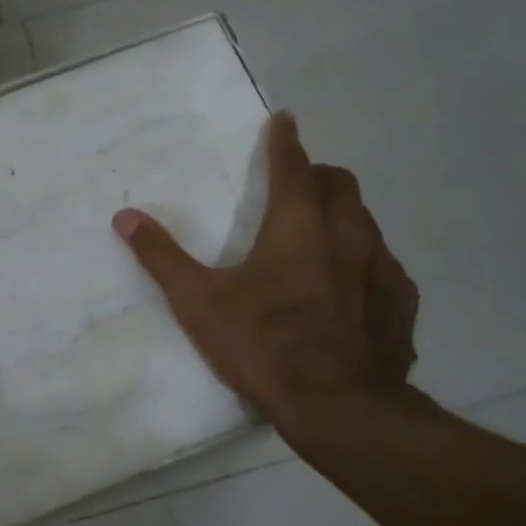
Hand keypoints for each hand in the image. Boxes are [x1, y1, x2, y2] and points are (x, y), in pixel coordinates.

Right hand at [111, 111, 419, 435]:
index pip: (293, 165)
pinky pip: (385, 267)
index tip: (285, 120)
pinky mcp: (401, 302)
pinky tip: (351, 293)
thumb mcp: (200, 303)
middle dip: (318, 176)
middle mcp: (348, 234)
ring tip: (322, 240)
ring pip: (366, 223)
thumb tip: (125, 217)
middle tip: (299, 187)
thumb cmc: (264, 345)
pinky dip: (365, 264)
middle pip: (340, 184)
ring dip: (343, 219)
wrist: (338, 405)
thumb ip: (162, 257)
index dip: (285, 141)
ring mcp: (382, 267)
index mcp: (298, 224)